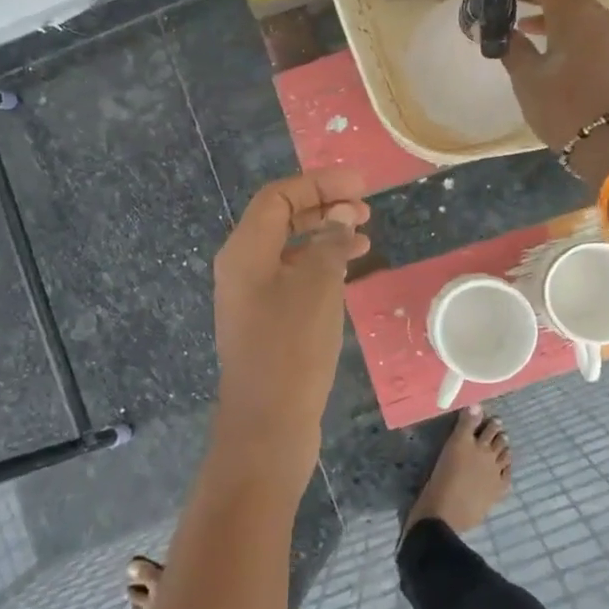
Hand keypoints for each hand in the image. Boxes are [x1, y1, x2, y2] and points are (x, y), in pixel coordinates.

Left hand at [212, 169, 370, 487]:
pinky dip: (321, 265)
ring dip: (326, 235)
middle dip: (323, 206)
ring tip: (365, 234)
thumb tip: (341, 218)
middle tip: (366, 208)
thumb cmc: (291, 347)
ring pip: (290, 249)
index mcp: (244, 251)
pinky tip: (349, 270)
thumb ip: (330, 243)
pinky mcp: (265, 321)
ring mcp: (251, 296)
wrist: (268, 424)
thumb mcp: (317, 286)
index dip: (319, 184)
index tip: (361, 186)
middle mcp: (242, 267)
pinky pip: (293, 276)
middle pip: (281, 219)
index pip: (278, 197)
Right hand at [500, 0, 608, 181]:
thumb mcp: (528, 79)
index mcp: (574, 11)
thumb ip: (511, 48)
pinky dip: (566, 31)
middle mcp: (600, 13)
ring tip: (518, 26)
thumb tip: (500, 31)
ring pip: (576, 11)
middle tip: (499, 1)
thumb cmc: (565, 108)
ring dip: (547, 14)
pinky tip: (549, 49)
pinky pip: (590, 31)